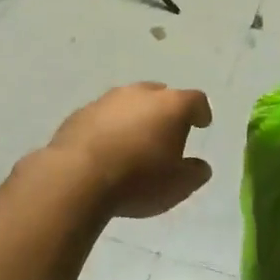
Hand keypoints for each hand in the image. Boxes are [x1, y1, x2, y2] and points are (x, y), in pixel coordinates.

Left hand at [47, 82, 212, 218]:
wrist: (77, 177)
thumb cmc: (138, 179)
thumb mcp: (178, 185)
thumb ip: (194, 173)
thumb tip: (200, 166)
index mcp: (171, 105)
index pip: (195, 100)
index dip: (200, 112)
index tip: (202, 124)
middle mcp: (140, 94)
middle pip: (159, 95)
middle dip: (165, 112)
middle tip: (166, 133)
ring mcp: (107, 100)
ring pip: (128, 103)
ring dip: (134, 118)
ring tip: (134, 142)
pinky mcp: (80, 114)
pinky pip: (102, 117)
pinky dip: (109, 128)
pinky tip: (106, 149)